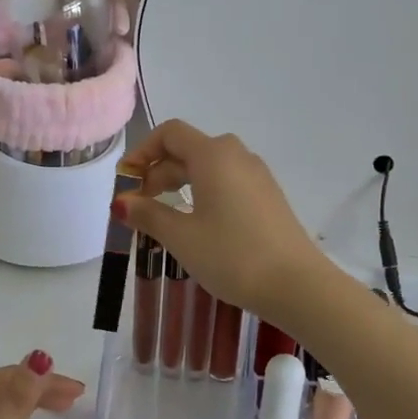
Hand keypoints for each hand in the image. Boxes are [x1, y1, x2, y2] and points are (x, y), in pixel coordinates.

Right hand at [117, 121, 330, 319]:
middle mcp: (237, 155)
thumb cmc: (232, 256)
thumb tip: (121, 202)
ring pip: (209, 167)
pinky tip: (197, 223)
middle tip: (140, 206)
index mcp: (213, 155)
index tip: (126, 181)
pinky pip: (228, 181)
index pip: (170, 133)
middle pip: (188, 149)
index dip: (142, 151)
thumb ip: (148, 214)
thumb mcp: (181, 237)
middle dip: (158, 172)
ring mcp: (257, 175)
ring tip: (164, 216)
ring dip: (180, 183)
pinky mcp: (268, 196)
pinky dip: (204, 192)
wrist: (297, 285)